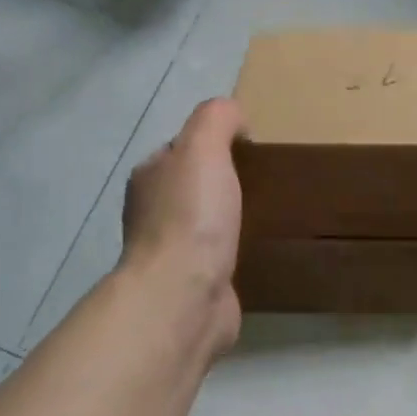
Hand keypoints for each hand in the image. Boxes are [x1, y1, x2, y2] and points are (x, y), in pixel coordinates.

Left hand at [121, 98, 244, 354]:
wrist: (184, 296)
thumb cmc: (191, 216)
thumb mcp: (203, 147)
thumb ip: (216, 118)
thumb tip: (235, 119)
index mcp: (150, 177)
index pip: (182, 148)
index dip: (213, 143)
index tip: (249, 149)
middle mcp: (153, 212)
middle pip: (193, 185)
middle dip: (223, 182)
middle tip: (265, 181)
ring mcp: (172, 252)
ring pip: (205, 223)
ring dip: (229, 219)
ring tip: (267, 213)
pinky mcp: (193, 283)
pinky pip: (217, 257)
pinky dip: (234, 251)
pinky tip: (257, 250)